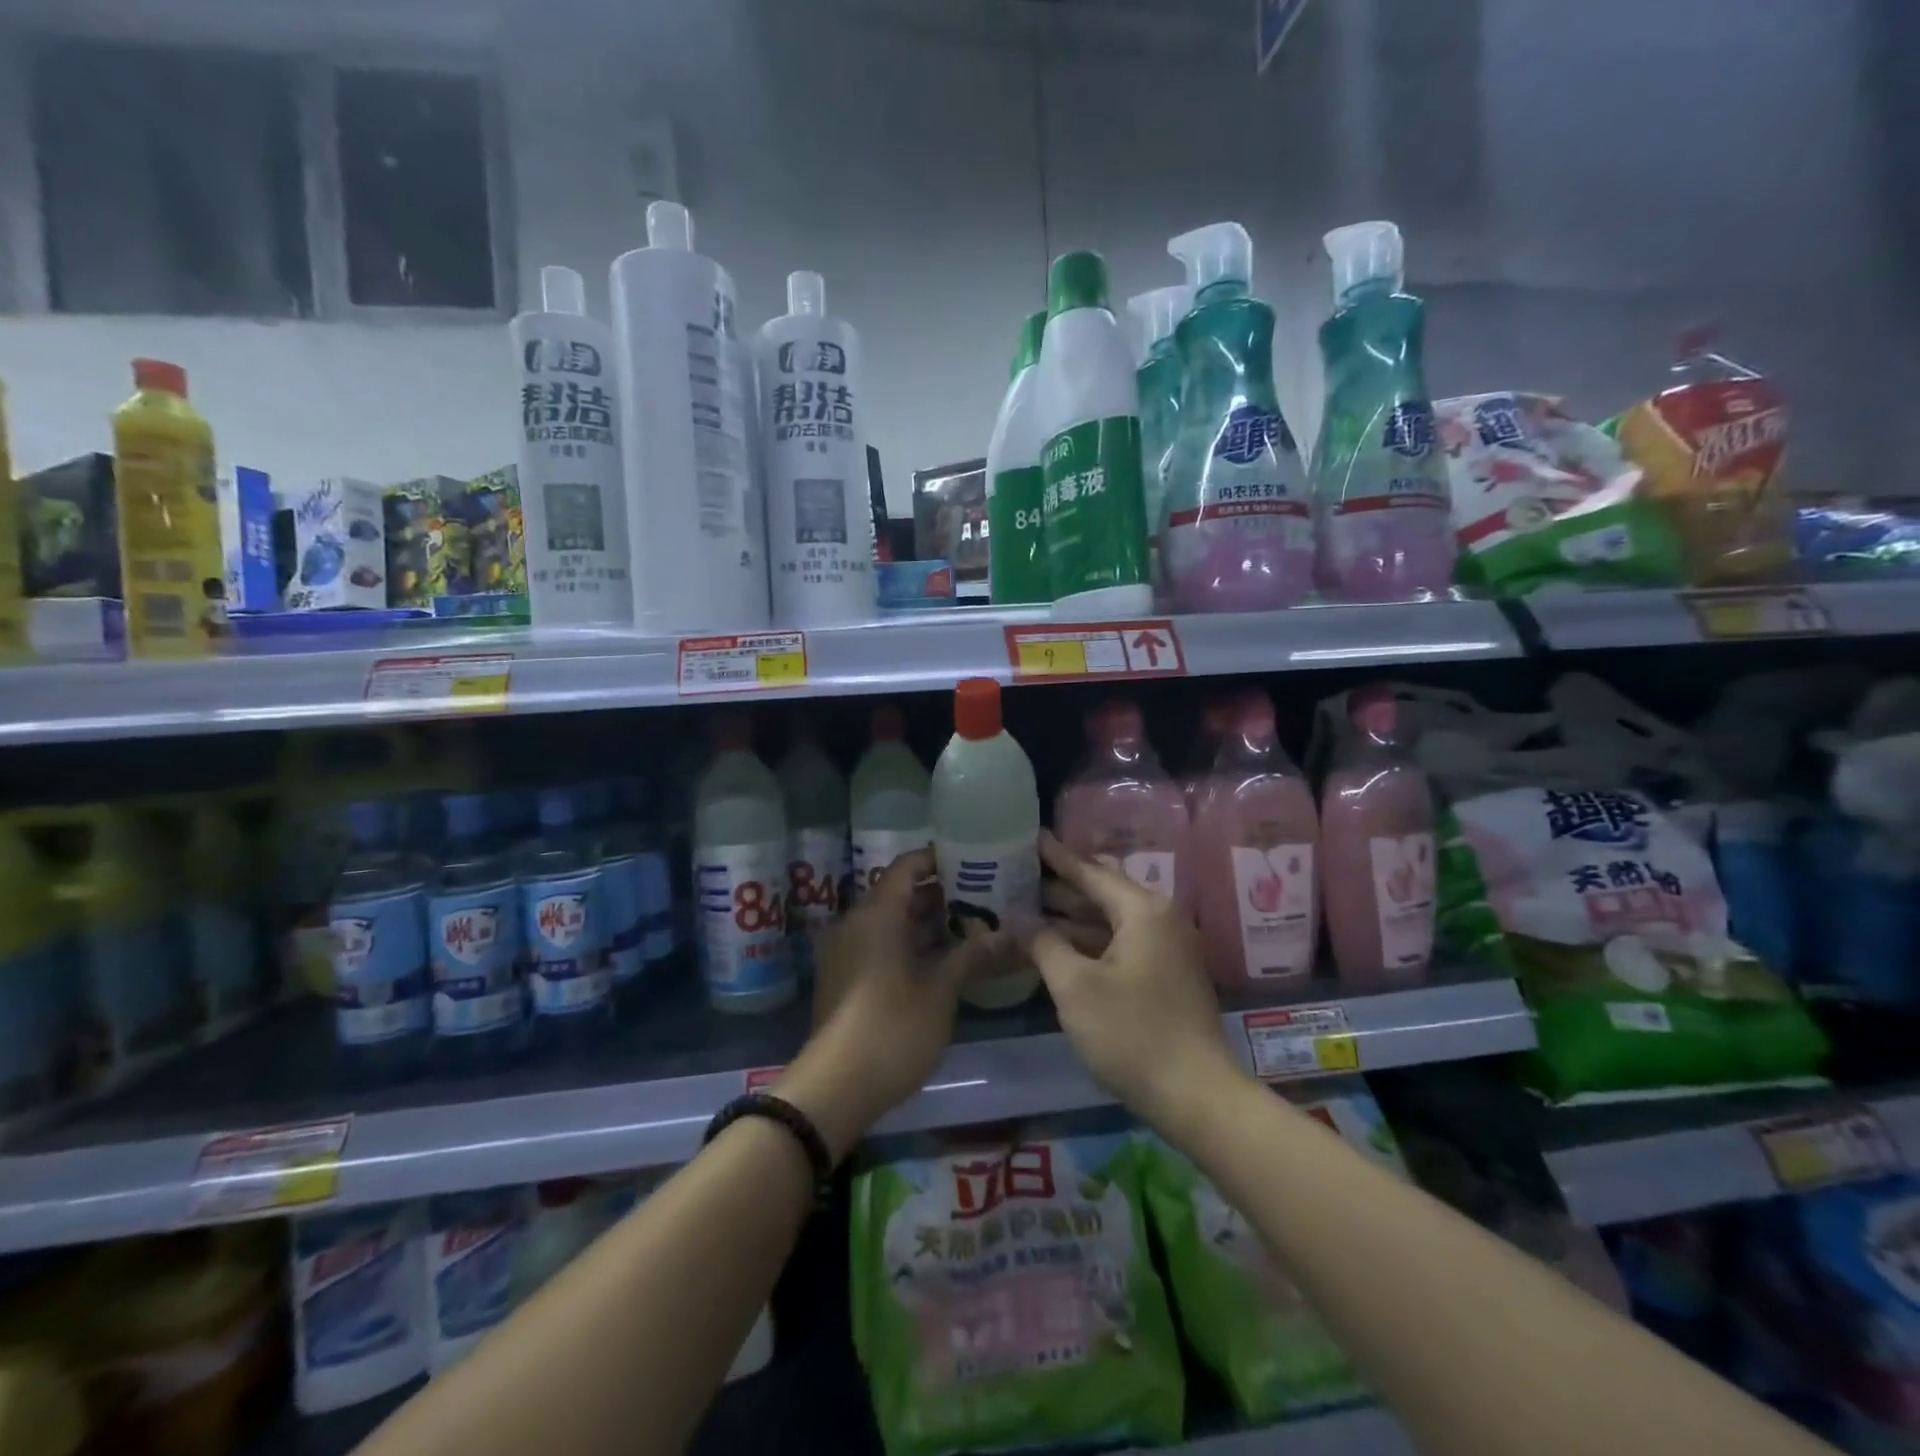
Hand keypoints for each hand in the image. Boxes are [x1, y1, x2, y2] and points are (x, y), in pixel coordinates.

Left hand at [780, 849, 1004, 1160]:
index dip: (939, 859)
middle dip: (941, 894)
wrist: (834, 1087)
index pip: (907, 866)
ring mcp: (847, 951)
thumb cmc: (892, 1027)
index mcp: (876, 914)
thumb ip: (973, 956)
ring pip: (891, 922)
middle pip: (900, 893)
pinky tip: (943, 962)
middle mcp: (856, 923)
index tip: (975, 862)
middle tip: (984, 898)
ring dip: (927, 923)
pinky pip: (880, 945)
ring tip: (972, 928)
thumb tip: (1013, 936)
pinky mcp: (845, 978)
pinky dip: (909, 945)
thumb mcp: (940, 990)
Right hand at [1025, 831, 1240, 1133]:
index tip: (1032, 835)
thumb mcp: (1075, 987)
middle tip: (1022, 874)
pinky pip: (1122, 943)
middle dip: (1063, 886)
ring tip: (1031, 907)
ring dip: (1074, 917)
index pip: (1092, 872)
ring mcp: (1168, 949)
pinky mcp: (1168, 975)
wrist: (1196, 1095)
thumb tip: (1019, 917)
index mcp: (1143, 911)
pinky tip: (1061, 946)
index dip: (1058, 856)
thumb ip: (1044, 944)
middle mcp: (1161, 919)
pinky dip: (1091, 940)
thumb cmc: (1132, 1033)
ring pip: (1112, 920)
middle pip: (1104, 892)